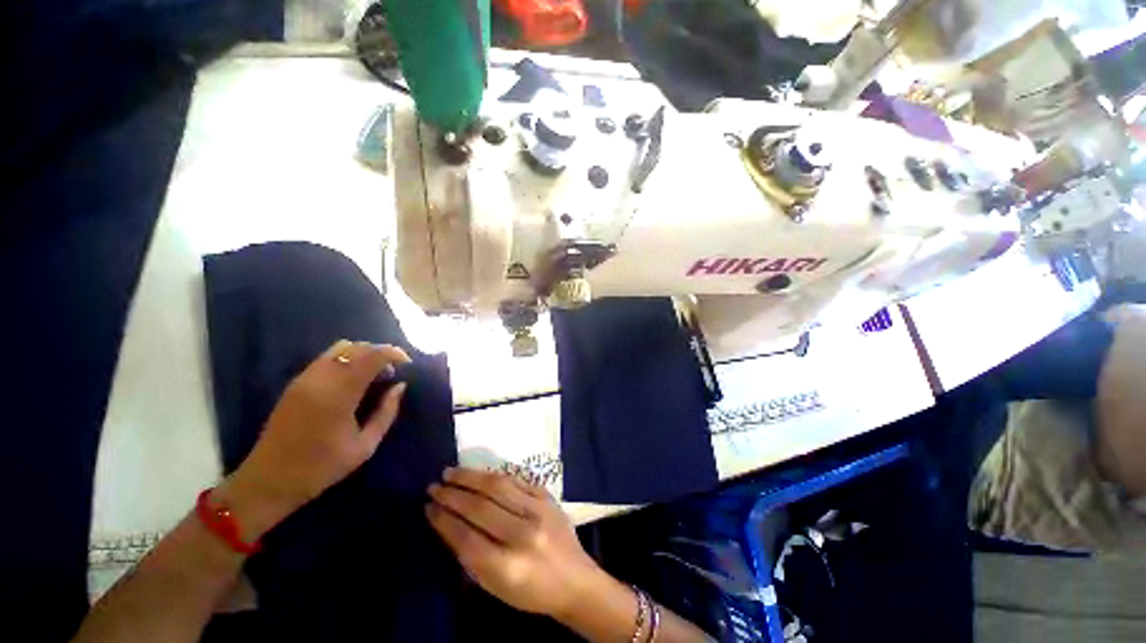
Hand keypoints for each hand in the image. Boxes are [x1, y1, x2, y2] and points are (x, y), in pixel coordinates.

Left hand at [216, 340, 410, 540]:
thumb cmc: (321, 468)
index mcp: (339, 395)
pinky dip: (347, 359)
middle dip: (381, 353)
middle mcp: (320, 379)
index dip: (394, 353)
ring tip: (374, 374)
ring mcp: (305, 379)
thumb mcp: (364, 446)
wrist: (268, 481)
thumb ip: (386, 413)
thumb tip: (400, 387)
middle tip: (393, 372)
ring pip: (340, 348)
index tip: (407, 365)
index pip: (372, 356)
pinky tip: (353, 379)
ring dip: (363, 354)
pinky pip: (327, 358)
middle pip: (357, 347)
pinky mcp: (296, 383)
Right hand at [426, 468, 606, 618]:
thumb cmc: (531, 591)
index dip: (443, 520)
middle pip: (480, 507)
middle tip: (434, 486)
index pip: (466, 537)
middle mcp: (523, 534)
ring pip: (498, 486)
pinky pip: (516, 480)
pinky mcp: (547, 497)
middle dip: (453, 495)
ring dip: (470, 477)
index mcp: (507, 566)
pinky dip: (494, 476)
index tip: (428, 507)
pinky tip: (480, 474)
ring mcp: (538, 510)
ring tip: (451, 472)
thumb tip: (448, 525)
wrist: (575, 580)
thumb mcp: (495, 587)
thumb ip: (472, 557)